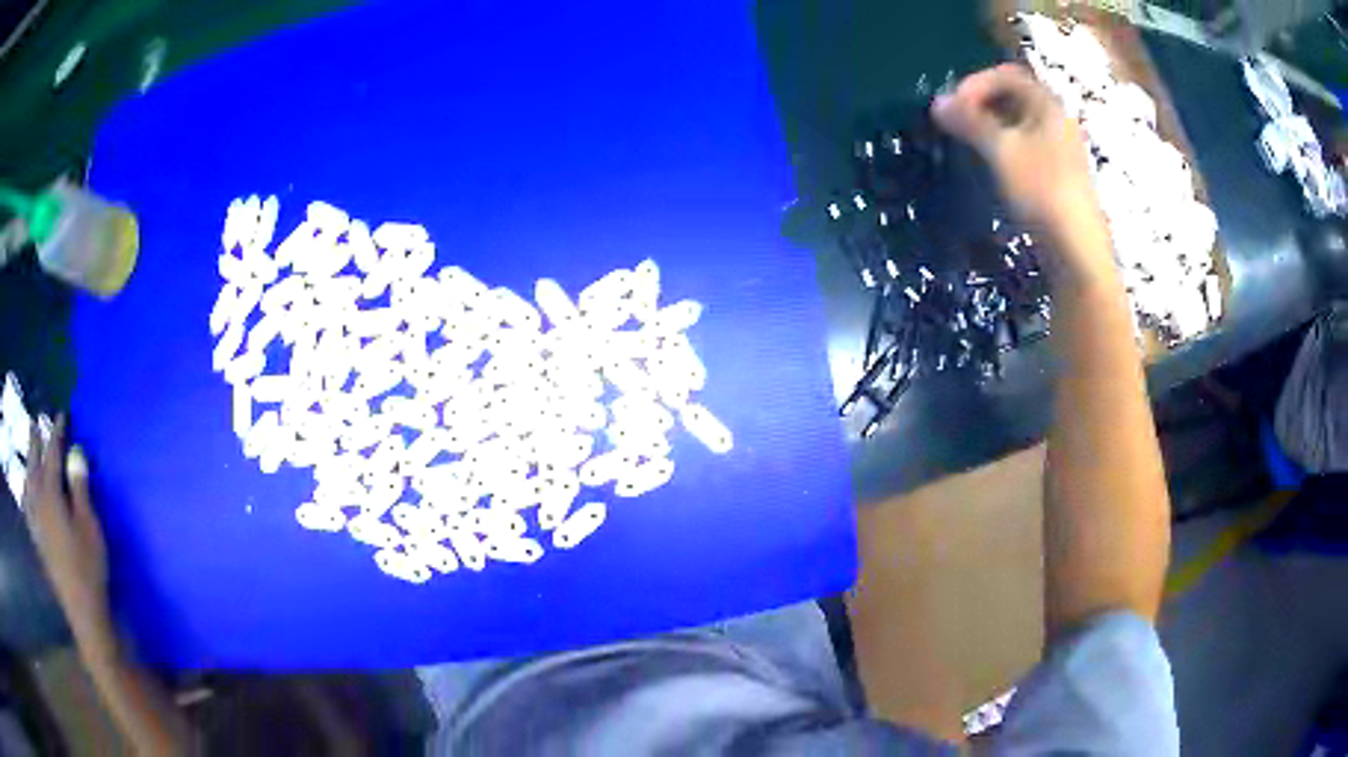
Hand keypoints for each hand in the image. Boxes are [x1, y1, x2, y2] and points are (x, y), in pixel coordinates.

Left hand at [22, 416, 113, 655]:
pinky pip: (27, 507)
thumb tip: (75, 452)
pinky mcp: (37, 540)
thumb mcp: (89, 526)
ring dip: (28, 465)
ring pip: (28, 484)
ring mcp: (36, 522)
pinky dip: (26, 492)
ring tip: (29, 454)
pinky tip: (26, 492)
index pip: (52, 454)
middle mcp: (38, 502)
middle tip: (36, 423)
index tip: (61, 415)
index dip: (57, 433)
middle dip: (35, 443)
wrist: (82, 610)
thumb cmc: (88, 566)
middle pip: (34, 464)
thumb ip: (80, 487)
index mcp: (51, 494)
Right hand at [932, 64, 1113, 281]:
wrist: (1076, 251)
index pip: (1007, 75)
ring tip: (967, 143)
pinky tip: (991, 166)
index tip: (953, 105)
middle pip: (1014, 97)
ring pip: (1019, 124)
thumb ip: (969, 122)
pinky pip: (1026, 146)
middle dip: (980, 103)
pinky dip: (1004, 146)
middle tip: (955, 123)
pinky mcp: (1058, 176)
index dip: (976, 83)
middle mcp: (1057, 121)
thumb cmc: (1042, 192)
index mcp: (1049, 106)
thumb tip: (937, 102)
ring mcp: (1060, 150)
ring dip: (989, 126)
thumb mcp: (1001, 151)